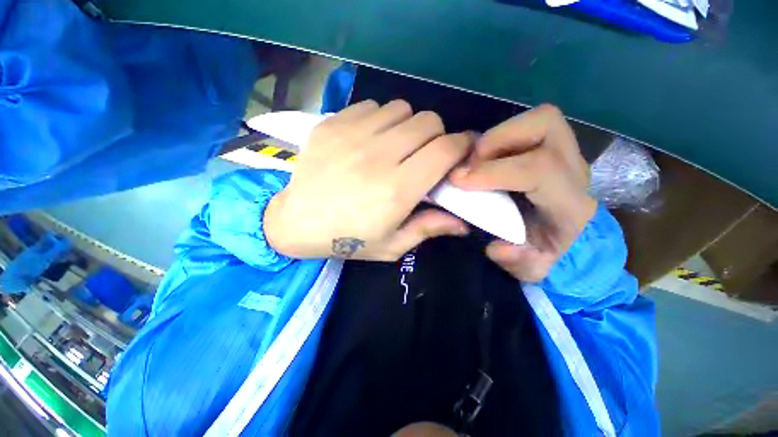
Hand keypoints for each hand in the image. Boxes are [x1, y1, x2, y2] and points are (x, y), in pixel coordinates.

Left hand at [264, 100, 472, 259]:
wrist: (296, 222)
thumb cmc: (347, 239)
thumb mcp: (391, 246)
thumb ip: (428, 229)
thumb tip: (464, 223)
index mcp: (396, 190)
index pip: (445, 150)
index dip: (461, 145)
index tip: (460, 151)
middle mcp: (378, 157)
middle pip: (428, 121)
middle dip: (436, 136)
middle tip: (424, 154)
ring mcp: (352, 135)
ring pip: (402, 108)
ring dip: (408, 126)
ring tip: (396, 146)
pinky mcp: (332, 124)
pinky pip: (372, 106)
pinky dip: (380, 119)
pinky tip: (370, 139)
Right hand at [450, 104, 596, 281]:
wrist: (573, 240)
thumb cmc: (550, 254)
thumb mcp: (533, 270)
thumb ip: (518, 262)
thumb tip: (497, 245)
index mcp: (570, 203)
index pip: (538, 169)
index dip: (493, 171)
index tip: (458, 180)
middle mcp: (572, 168)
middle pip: (546, 123)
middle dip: (497, 139)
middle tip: (470, 163)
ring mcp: (565, 152)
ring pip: (538, 118)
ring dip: (497, 135)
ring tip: (475, 160)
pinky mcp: (551, 147)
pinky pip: (526, 127)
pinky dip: (500, 137)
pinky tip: (484, 160)